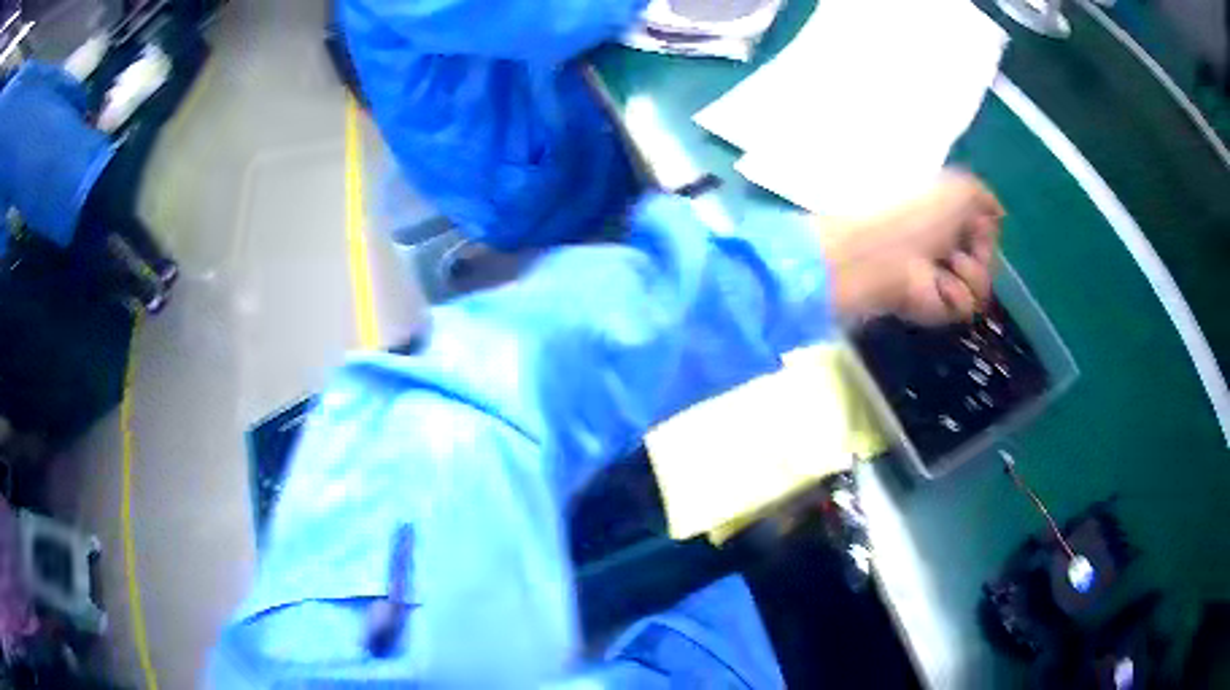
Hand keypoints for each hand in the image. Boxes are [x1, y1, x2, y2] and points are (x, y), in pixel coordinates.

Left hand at [819, 171, 1003, 324]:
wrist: (887, 253)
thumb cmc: (920, 212)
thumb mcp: (958, 188)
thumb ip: (983, 195)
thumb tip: (999, 213)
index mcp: (945, 217)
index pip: (986, 230)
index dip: (986, 228)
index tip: (978, 221)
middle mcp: (945, 248)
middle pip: (989, 259)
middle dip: (982, 250)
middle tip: (958, 245)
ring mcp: (942, 280)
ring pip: (984, 284)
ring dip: (971, 272)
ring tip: (947, 263)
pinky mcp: (939, 309)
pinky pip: (967, 305)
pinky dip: (956, 293)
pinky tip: (937, 285)